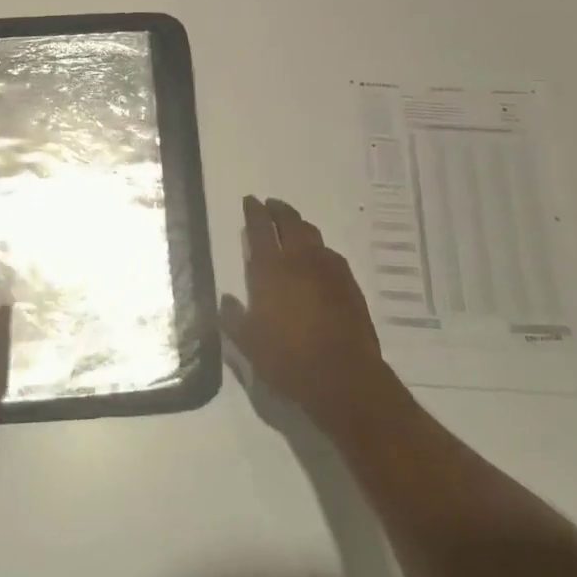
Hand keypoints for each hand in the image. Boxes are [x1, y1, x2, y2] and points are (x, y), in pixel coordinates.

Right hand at [222, 196, 398, 430]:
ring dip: (299, 225)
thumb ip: (233, 318)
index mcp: (271, 270)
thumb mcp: (249, 344)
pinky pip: (330, 254)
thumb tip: (226, 300)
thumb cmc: (289, 360)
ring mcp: (329, 269)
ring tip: (292, 226)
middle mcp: (300, 260)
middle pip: (290, 222)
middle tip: (270, 205)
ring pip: (313, 234)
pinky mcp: (349, 283)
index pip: (260, 229)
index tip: (250, 200)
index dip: (254, 212)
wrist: (344, 376)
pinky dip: (319, 248)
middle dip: (278, 210)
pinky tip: (318, 258)